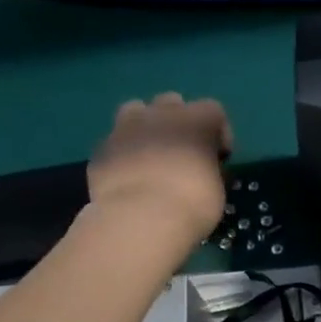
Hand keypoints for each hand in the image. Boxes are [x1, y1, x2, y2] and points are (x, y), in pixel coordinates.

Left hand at [86, 93, 231, 247]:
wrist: (140, 218)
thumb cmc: (191, 203)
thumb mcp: (217, 189)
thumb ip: (209, 170)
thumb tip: (202, 170)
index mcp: (196, 119)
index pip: (214, 111)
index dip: (218, 134)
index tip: (219, 159)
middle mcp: (160, 114)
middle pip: (172, 103)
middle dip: (178, 122)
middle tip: (181, 152)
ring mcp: (126, 128)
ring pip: (135, 111)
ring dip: (144, 127)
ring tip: (149, 155)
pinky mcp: (101, 149)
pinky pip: (115, 143)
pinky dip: (122, 155)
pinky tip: (127, 178)